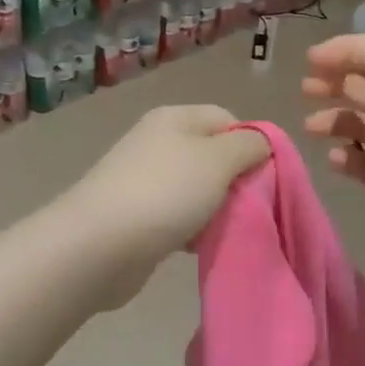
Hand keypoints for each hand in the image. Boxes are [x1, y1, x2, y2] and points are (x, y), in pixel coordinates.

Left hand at [64, 106, 269, 303]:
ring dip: (216, 211)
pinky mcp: (138, 217)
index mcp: (174, 118)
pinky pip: (179, 218)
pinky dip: (193, 231)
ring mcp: (145, 181)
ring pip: (198, 191)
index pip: (227, 119)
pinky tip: (199, 247)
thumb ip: (248, 145)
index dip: (251, 143)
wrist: (99, 246)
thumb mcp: (217, 159)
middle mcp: (158, 143)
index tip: (265, 176)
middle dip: (236, 182)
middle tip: (251, 207)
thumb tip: (260, 142)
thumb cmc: (165, 193)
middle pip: (213, 157)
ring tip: (227, 230)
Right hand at [302, 34, 364, 279]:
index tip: (311, 59)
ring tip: (312, 127)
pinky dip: (345, 157)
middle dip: (337, 82)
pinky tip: (336, 159)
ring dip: (335, 120)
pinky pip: (360, 162)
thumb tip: (344, 82)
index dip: (348, 50)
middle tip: (306, 88)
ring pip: (360, 124)